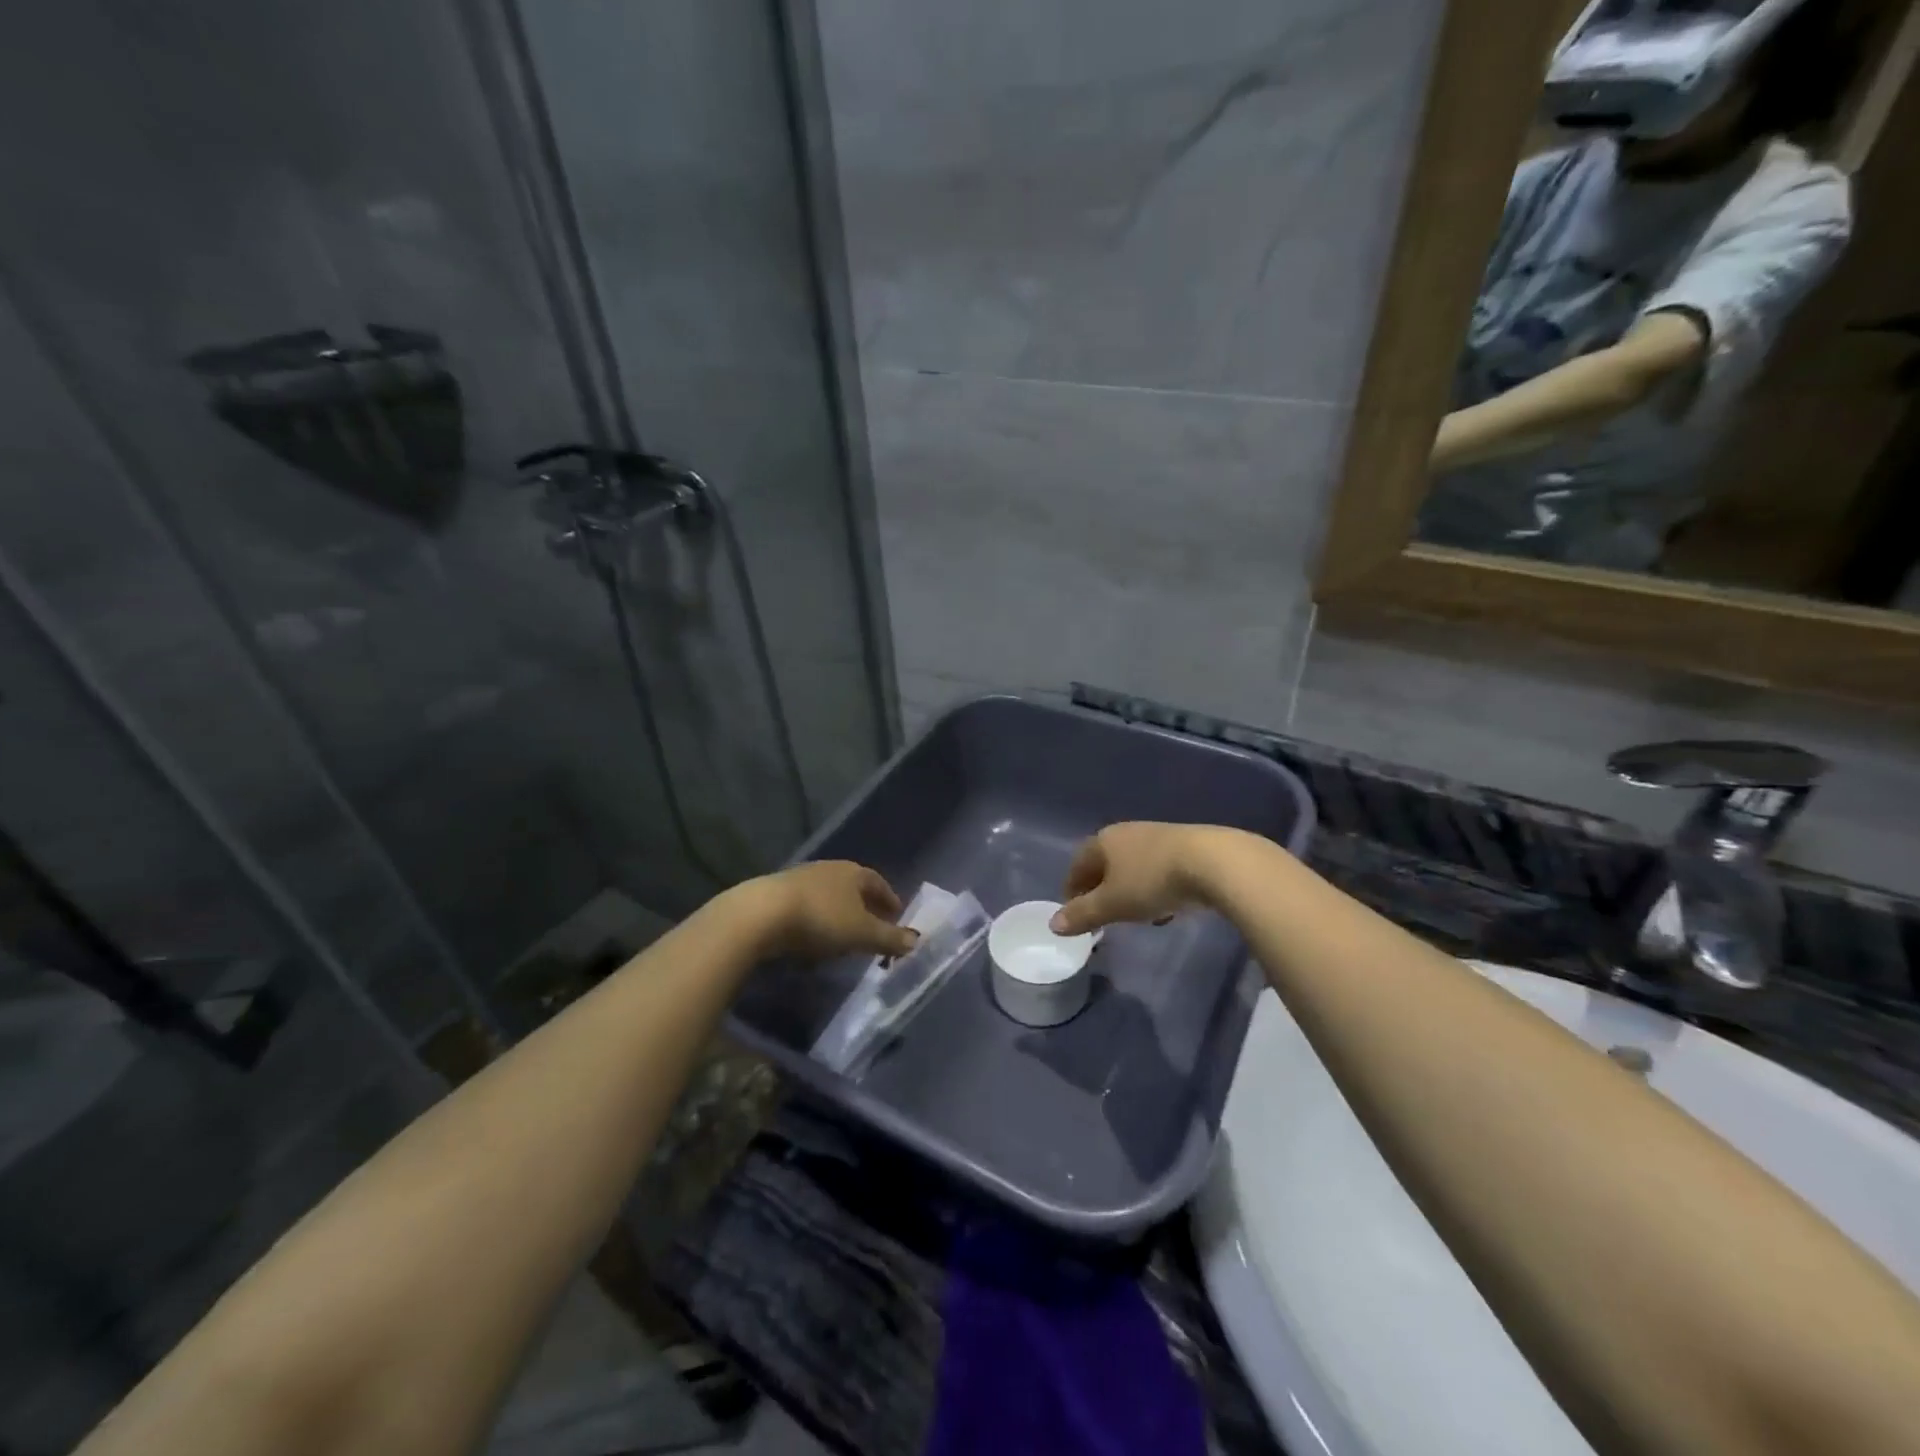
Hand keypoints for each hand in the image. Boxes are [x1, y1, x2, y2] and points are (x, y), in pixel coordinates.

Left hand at [759, 861, 916, 960]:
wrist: (761, 914)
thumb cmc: (821, 919)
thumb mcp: (862, 933)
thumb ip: (889, 938)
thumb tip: (917, 941)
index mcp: (853, 872)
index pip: (878, 882)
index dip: (889, 899)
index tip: (897, 915)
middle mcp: (829, 869)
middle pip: (853, 887)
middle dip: (865, 906)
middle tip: (873, 926)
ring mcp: (800, 878)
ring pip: (828, 895)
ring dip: (839, 913)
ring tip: (844, 935)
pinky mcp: (777, 894)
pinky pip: (806, 906)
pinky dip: (816, 919)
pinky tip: (813, 937)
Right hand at [1050, 822, 1225, 934]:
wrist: (1213, 862)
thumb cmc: (1151, 881)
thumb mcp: (1112, 904)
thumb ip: (1082, 914)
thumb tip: (1053, 924)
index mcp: (1103, 841)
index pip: (1077, 865)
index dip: (1071, 889)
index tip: (1073, 913)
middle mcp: (1126, 832)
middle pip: (1105, 863)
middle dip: (1101, 890)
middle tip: (1101, 915)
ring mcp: (1157, 836)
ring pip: (1133, 866)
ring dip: (1129, 890)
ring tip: (1134, 917)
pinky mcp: (1185, 846)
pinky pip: (1158, 869)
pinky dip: (1153, 888)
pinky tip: (1166, 909)